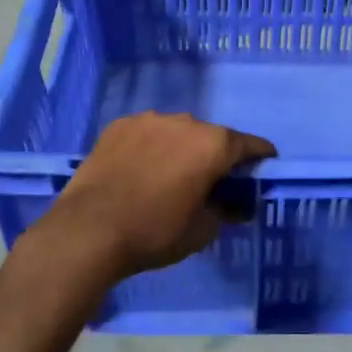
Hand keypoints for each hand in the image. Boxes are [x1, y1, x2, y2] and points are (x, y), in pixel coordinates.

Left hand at [21, 112, 274, 288]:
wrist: (89, 230)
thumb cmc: (155, 232)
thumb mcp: (202, 231)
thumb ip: (225, 211)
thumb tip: (236, 205)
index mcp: (213, 144)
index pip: (251, 145)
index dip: (261, 158)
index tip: (263, 170)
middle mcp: (185, 122)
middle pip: (212, 136)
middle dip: (216, 156)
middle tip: (211, 182)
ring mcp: (149, 120)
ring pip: (177, 132)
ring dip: (181, 149)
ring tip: (169, 176)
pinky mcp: (118, 126)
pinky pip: (147, 134)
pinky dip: (151, 147)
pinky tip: (140, 171)